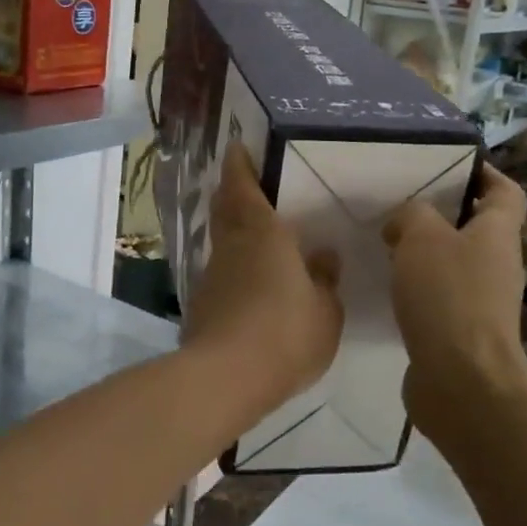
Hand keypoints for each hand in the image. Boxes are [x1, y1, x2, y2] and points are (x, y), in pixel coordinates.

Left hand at [183, 144, 344, 410]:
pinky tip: (251, 285)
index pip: (242, 186)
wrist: (225, 377)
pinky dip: (234, 269)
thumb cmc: (286, 334)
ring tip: (259, 239)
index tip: (237, 148)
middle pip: (225, 209)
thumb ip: (325, 280)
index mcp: (262, 234)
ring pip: (221, 242)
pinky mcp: (202, 304)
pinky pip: (221, 274)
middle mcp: (231, 246)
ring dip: (234, 233)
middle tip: (248, 186)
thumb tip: (323, 256)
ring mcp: (211, 275)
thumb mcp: (325, 311)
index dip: (239, 165)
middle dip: (232, 193)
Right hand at [384, 163, 526, 435]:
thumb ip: (412, 215)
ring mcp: (482, 301)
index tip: (450, 164)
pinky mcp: (462, 330)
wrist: (461, 380)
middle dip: (443, 213)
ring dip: (426, 251)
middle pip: (477, 227)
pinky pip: (440, 294)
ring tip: (388, 241)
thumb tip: (405, 223)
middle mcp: (496, 264)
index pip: (505, 192)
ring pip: (455, 261)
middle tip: (403, 203)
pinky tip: (389, 285)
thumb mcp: (422, 237)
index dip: (485, 174)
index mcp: (497, 234)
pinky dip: (418, 286)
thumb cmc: (447, 297)